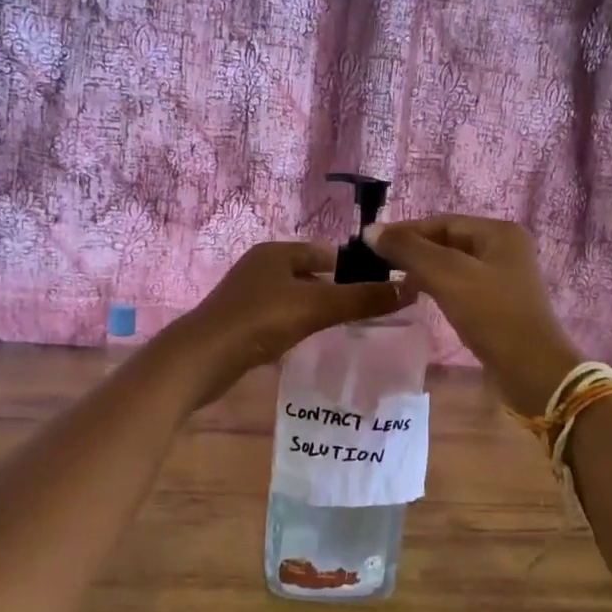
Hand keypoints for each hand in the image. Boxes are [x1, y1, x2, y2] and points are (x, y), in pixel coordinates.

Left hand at [157, 241, 410, 406]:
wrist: (202, 359)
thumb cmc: (260, 321)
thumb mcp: (316, 306)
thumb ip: (361, 299)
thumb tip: (409, 288)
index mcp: (276, 252)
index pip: (325, 253)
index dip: (353, 268)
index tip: (379, 289)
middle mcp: (261, 267)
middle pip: (310, 276)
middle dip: (337, 292)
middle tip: (368, 313)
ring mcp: (248, 296)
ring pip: (295, 299)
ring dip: (317, 311)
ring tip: (345, 329)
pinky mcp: (241, 323)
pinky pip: (280, 319)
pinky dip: (297, 327)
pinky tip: (310, 344)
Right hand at [365, 215, 580, 413]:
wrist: (532, 371)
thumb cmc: (492, 315)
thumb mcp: (448, 276)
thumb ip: (409, 250)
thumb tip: (371, 231)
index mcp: (500, 233)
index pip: (443, 222)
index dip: (406, 231)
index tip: (371, 244)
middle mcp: (505, 249)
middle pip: (448, 241)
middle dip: (414, 251)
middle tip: (377, 263)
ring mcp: (503, 278)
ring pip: (453, 265)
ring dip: (423, 270)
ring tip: (392, 280)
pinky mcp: (498, 305)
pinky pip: (460, 286)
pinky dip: (437, 288)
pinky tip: (417, 298)